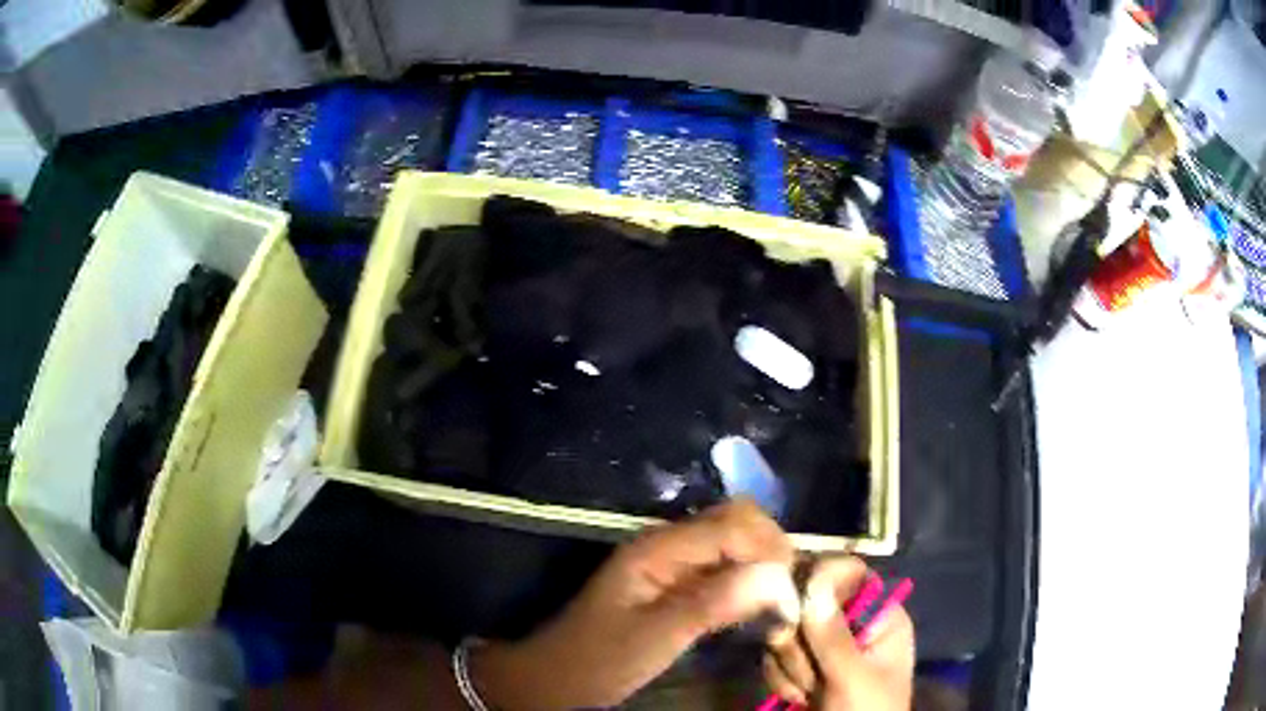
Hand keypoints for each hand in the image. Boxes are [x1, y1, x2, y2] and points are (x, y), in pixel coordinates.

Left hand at [473, 500, 800, 709]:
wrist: (557, 676)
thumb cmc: (601, 658)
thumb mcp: (657, 636)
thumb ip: (715, 603)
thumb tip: (778, 576)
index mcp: (659, 547)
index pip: (734, 524)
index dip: (771, 550)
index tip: (793, 591)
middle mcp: (668, 543)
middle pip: (737, 521)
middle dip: (771, 549)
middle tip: (789, 595)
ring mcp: (671, 561)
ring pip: (733, 542)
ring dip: (763, 563)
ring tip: (781, 601)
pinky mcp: (675, 582)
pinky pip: (722, 565)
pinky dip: (748, 578)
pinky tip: (758, 605)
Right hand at [763, 557, 913, 710]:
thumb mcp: (854, 679)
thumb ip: (833, 635)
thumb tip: (814, 579)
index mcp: (879, 616)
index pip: (849, 573)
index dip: (820, 579)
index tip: (797, 599)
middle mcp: (851, 623)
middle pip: (807, 602)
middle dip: (802, 644)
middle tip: (814, 674)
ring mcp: (823, 646)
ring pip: (785, 631)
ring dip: (791, 668)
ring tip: (809, 694)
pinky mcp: (800, 665)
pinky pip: (773, 656)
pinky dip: (779, 680)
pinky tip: (796, 699)